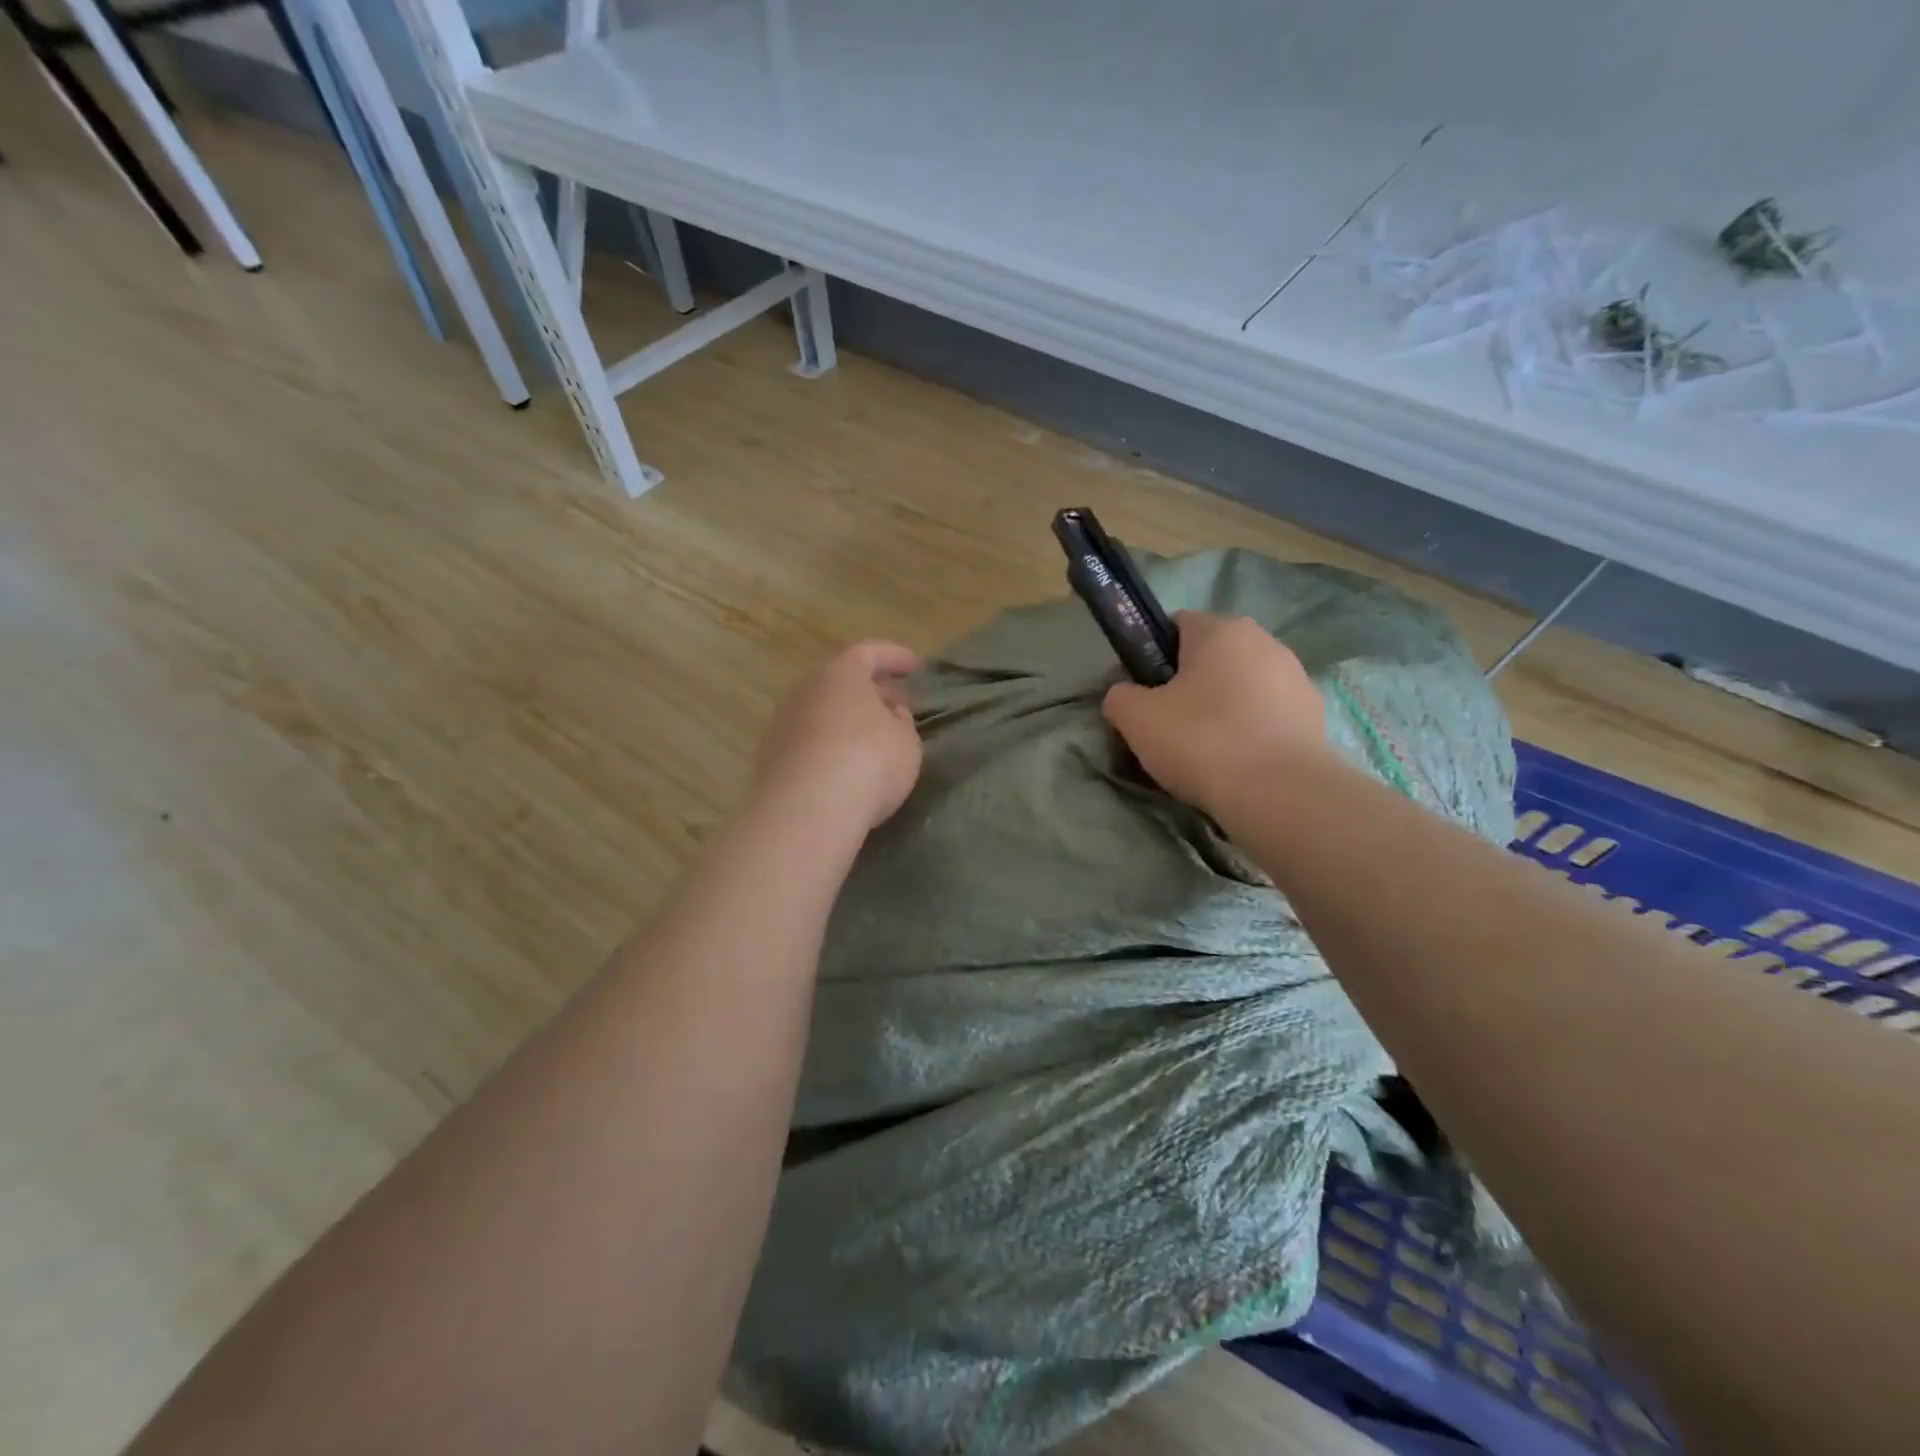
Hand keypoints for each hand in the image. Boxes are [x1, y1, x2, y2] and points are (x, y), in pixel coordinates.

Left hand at [752, 641, 923, 833]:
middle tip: (895, 705)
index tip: (914, 667)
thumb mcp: (906, 742)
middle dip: (870, 690)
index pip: (869, 653)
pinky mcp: (771, 758)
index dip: (894, 657)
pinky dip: (829, 745)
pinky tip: (846, 766)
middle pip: (840, 681)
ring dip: (847, 720)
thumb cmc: (868, 763)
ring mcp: (783, 724)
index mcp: (840, 674)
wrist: (805, 812)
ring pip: (822, 712)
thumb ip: (901, 722)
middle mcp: (806, 691)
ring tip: (872, 739)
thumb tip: (890, 713)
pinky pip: (809, 741)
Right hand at [1102, 611, 1326, 811]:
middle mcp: (1264, 641)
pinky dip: (1250, 731)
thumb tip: (1126, 695)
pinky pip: (1267, 714)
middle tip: (1170, 726)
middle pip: (1212, 656)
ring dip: (1223, 708)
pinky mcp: (1314, 713)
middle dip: (1190, 684)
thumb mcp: (1136, 719)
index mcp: (1220, 629)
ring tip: (1207, 752)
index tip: (1146, 694)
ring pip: (1242, 685)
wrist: (1279, 792)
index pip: (1176, 625)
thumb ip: (1121, 697)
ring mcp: (1295, 676)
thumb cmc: (1202, 741)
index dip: (1154, 656)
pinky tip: (1238, 763)